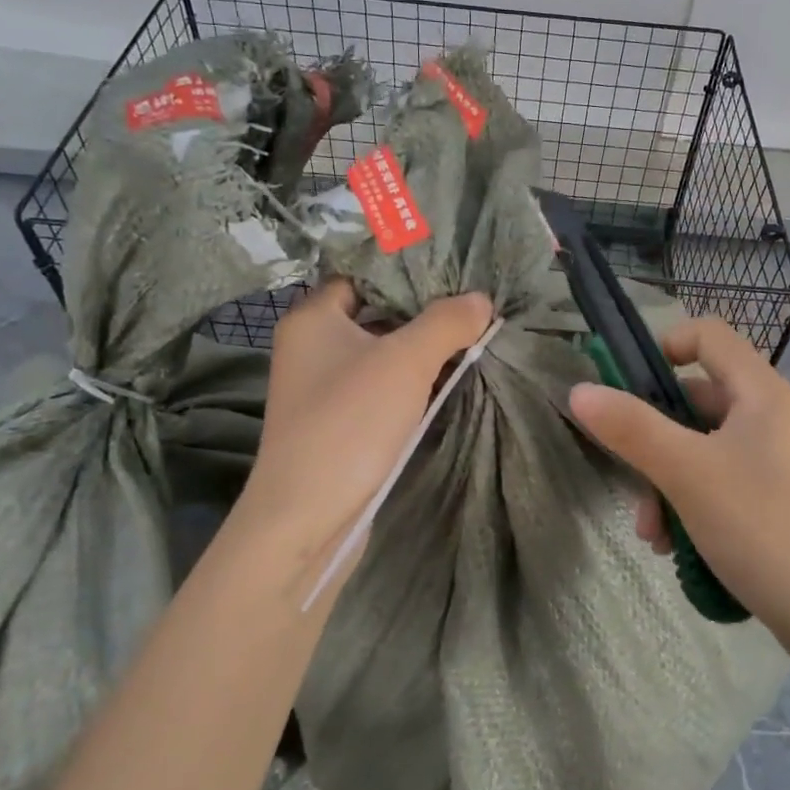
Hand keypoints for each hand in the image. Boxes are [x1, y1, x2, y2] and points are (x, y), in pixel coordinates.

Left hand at [229, 279, 493, 586]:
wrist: (307, 516)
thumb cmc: (350, 422)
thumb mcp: (406, 360)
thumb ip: (446, 322)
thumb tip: (481, 299)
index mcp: (313, 319)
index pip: (362, 276)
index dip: (406, 273)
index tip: (453, 274)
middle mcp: (311, 348)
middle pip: (375, 315)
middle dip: (423, 313)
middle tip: (472, 306)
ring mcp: (323, 389)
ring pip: (380, 355)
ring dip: (421, 351)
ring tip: (472, 339)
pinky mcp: (338, 424)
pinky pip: (380, 388)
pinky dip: (410, 384)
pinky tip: (448, 381)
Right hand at [568, 317, 789, 665]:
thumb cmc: (764, 529)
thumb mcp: (688, 474)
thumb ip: (632, 429)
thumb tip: (579, 390)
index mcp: (759, 392)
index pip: (706, 334)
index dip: (662, 346)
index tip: (624, 388)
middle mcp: (766, 417)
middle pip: (691, 400)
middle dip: (650, 441)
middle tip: (630, 483)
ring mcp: (769, 461)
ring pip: (696, 449)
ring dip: (662, 484)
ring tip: (653, 535)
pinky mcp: (768, 500)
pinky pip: (713, 483)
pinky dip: (687, 506)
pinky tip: (675, 550)